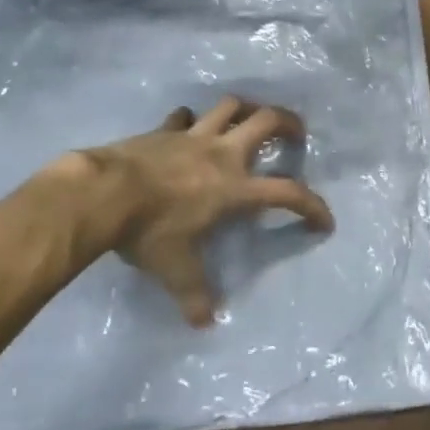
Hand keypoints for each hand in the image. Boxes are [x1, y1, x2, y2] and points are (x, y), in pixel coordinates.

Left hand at [64, 98, 333, 326]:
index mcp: (234, 188)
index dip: (312, 206)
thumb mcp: (175, 270)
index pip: (287, 194)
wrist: (105, 193)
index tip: (324, 222)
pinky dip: (191, 121)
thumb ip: (195, 294)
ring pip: (230, 106)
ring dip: (245, 109)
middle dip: (288, 122)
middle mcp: (223, 154)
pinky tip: (187, 128)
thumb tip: (205, 323)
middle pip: (266, 121)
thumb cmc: (149, 230)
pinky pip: (184, 117)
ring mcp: (193, 136)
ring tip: (250, 119)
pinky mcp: (166, 130)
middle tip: (296, 133)